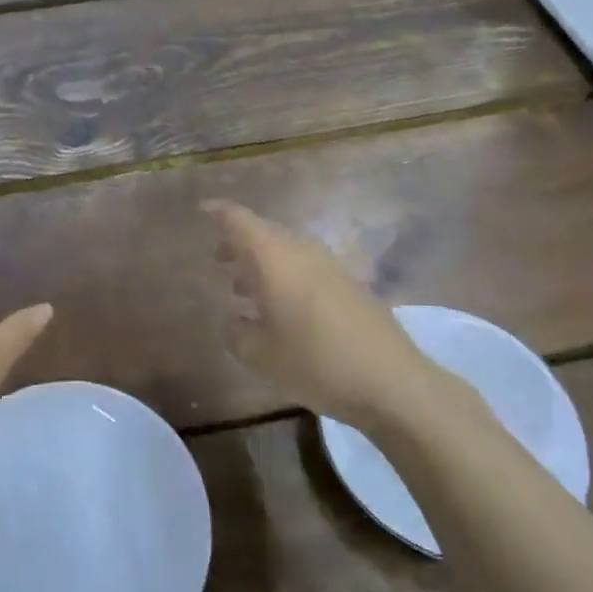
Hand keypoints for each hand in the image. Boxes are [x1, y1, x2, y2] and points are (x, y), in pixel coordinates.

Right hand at [204, 199, 464, 436]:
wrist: (391, 381)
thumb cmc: (315, 362)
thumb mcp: (260, 355)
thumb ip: (237, 333)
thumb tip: (233, 321)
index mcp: (275, 257)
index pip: (240, 221)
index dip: (219, 212)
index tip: (201, 210)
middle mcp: (302, 251)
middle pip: (265, 232)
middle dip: (239, 242)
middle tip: (218, 258)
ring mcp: (330, 266)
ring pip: (287, 250)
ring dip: (263, 261)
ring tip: (243, 287)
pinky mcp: (350, 285)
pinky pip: (306, 266)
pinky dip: (285, 275)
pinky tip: (280, 307)